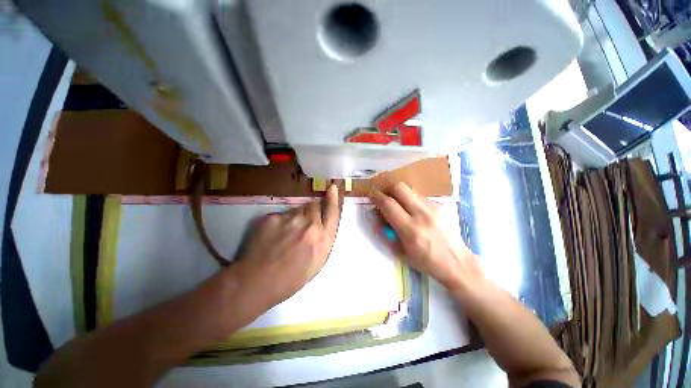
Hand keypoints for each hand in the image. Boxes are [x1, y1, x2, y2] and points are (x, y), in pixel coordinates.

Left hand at [232, 184, 340, 308]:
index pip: (332, 211)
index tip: (332, 187)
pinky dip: (280, 223)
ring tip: (285, 234)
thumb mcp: (317, 262)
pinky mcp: (272, 217)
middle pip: (314, 206)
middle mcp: (310, 225)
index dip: (333, 198)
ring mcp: (290, 219)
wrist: (257, 282)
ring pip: (297, 210)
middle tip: (303, 224)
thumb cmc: (291, 278)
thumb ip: (323, 238)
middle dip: (311, 211)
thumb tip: (321, 223)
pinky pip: (281, 215)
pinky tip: (273, 236)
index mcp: (323, 239)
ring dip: (295, 217)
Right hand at [369, 182, 480, 290]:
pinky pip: (420, 197)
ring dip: (400, 195)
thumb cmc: (426, 262)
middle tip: (383, 194)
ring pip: (410, 191)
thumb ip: (387, 231)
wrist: (457, 262)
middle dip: (387, 188)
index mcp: (410, 230)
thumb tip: (378, 214)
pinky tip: (414, 212)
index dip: (376, 197)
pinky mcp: (442, 205)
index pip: (388, 204)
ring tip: (399, 205)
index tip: (371, 195)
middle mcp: (422, 214)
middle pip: (399, 188)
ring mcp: (434, 208)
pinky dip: (411, 201)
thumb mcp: (400, 251)